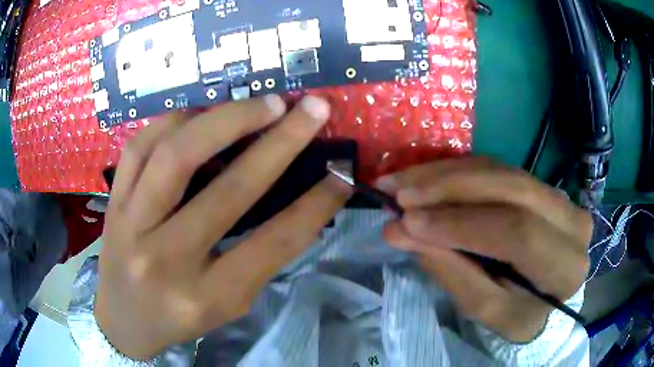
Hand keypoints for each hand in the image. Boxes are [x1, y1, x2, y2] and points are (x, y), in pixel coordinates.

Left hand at [95, 95, 349, 358]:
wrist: (122, 318)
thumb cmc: (179, 317)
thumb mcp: (228, 303)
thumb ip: (259, 256)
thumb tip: (302, 201)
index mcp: (206, 296)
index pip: (272, 243)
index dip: (315, 205)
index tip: (342, 173)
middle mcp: (165, 259)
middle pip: (227, 190)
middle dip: (280, 142)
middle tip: (309, 109)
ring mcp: (131, 225)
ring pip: (176, 154)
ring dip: (226, 118)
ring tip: (260, 105)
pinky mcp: (113, 202)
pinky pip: (140, 147)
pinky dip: (175, 121)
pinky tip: (200, 115)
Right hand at [377, 158, 591, 342]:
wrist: (545, 296)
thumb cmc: (518, 313)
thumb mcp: (486, 309)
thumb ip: (451, 270)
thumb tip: (400, 231)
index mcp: (564, 266)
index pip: (517, 234)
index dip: (461, 224)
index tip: (407, 221)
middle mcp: (572, 221)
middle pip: (511, 188)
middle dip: (450, 186)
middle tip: (399, 192)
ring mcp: (560, 196)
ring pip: (501, 171)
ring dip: (447, 174)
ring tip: (402, 182)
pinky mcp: (542, 185)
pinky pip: (498, 168)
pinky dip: (458, 171)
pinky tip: (426, 177)